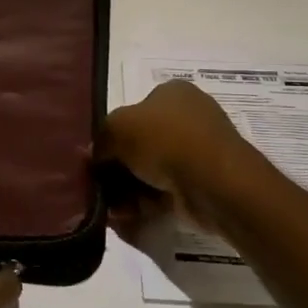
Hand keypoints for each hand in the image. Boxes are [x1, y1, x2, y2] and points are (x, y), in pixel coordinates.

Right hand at [96, 80, 250, 239]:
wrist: (214, 183)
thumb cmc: (165, 140)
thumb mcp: (117, 128)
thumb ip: (100, 139)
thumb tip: (93, 156)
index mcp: (173, 92)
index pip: (134, 110)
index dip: (112, 134)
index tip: (97, 157)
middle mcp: (188, 117)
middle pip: (141, 144)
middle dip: (118, 168)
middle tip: (100, 186)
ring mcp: (199, 152)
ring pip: (151, 171)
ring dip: (128, 190)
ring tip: (113, 207)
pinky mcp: (203, 183)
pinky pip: (166, 192)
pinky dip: (146, 204)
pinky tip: (129, 216)